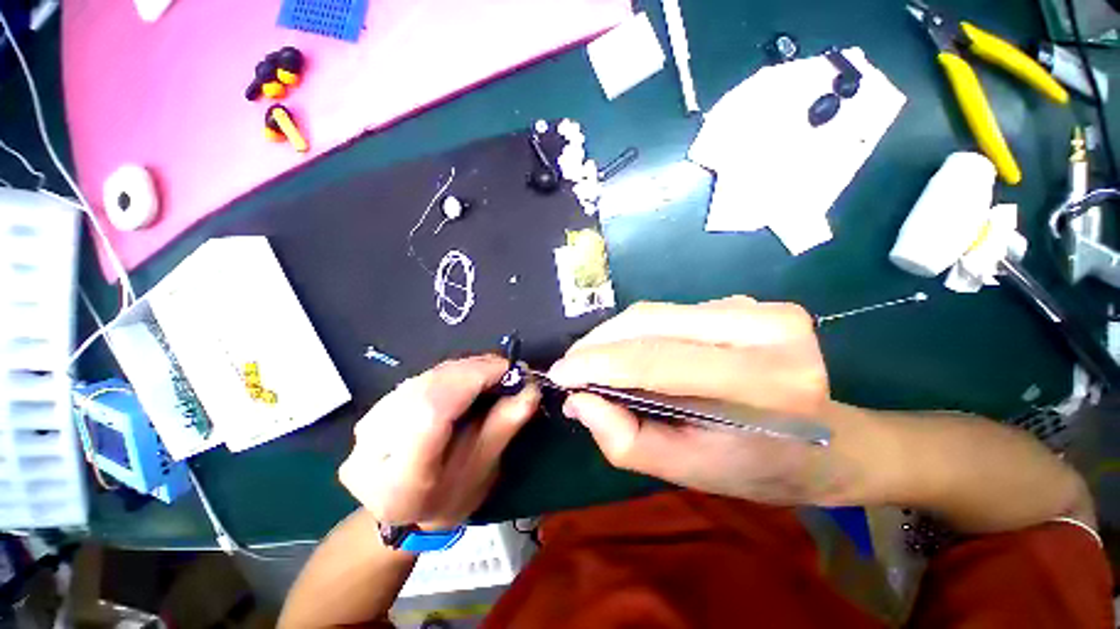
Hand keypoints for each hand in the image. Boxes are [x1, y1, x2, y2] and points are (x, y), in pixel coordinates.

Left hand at [339, 355, 539, 530]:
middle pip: (428, 388)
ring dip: (464, 369)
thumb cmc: (449, 500)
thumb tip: (530, 388)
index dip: (473, 380)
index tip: (509, 371)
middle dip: (473, 371)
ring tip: (492, 372)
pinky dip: (450, 373)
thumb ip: (504, 426)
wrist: (402, 512)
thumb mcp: (483, 471)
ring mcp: (367, 426)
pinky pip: (420, 378)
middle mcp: (372, 449)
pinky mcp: (374, 410)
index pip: (432, 412)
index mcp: (399, 480)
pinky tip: (468, 377)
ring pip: (424, 378)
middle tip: (506, 370)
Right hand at [548, 297, 862, 505]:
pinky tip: (634, 352)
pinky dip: (642, 331)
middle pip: (651, 321)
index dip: (597, 363)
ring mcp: (761, 309)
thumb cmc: (762, 469)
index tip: (560, 374)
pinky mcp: (750, 303)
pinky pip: (673, 312)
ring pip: (657, 311)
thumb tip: (577, 399)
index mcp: (762, 385)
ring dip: (617, 336)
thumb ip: (625, 437)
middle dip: (600, 342)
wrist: (834, 443)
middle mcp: (766, 332)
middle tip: (572, 365)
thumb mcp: (688, 470)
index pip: (656, 360)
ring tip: (596, 361)